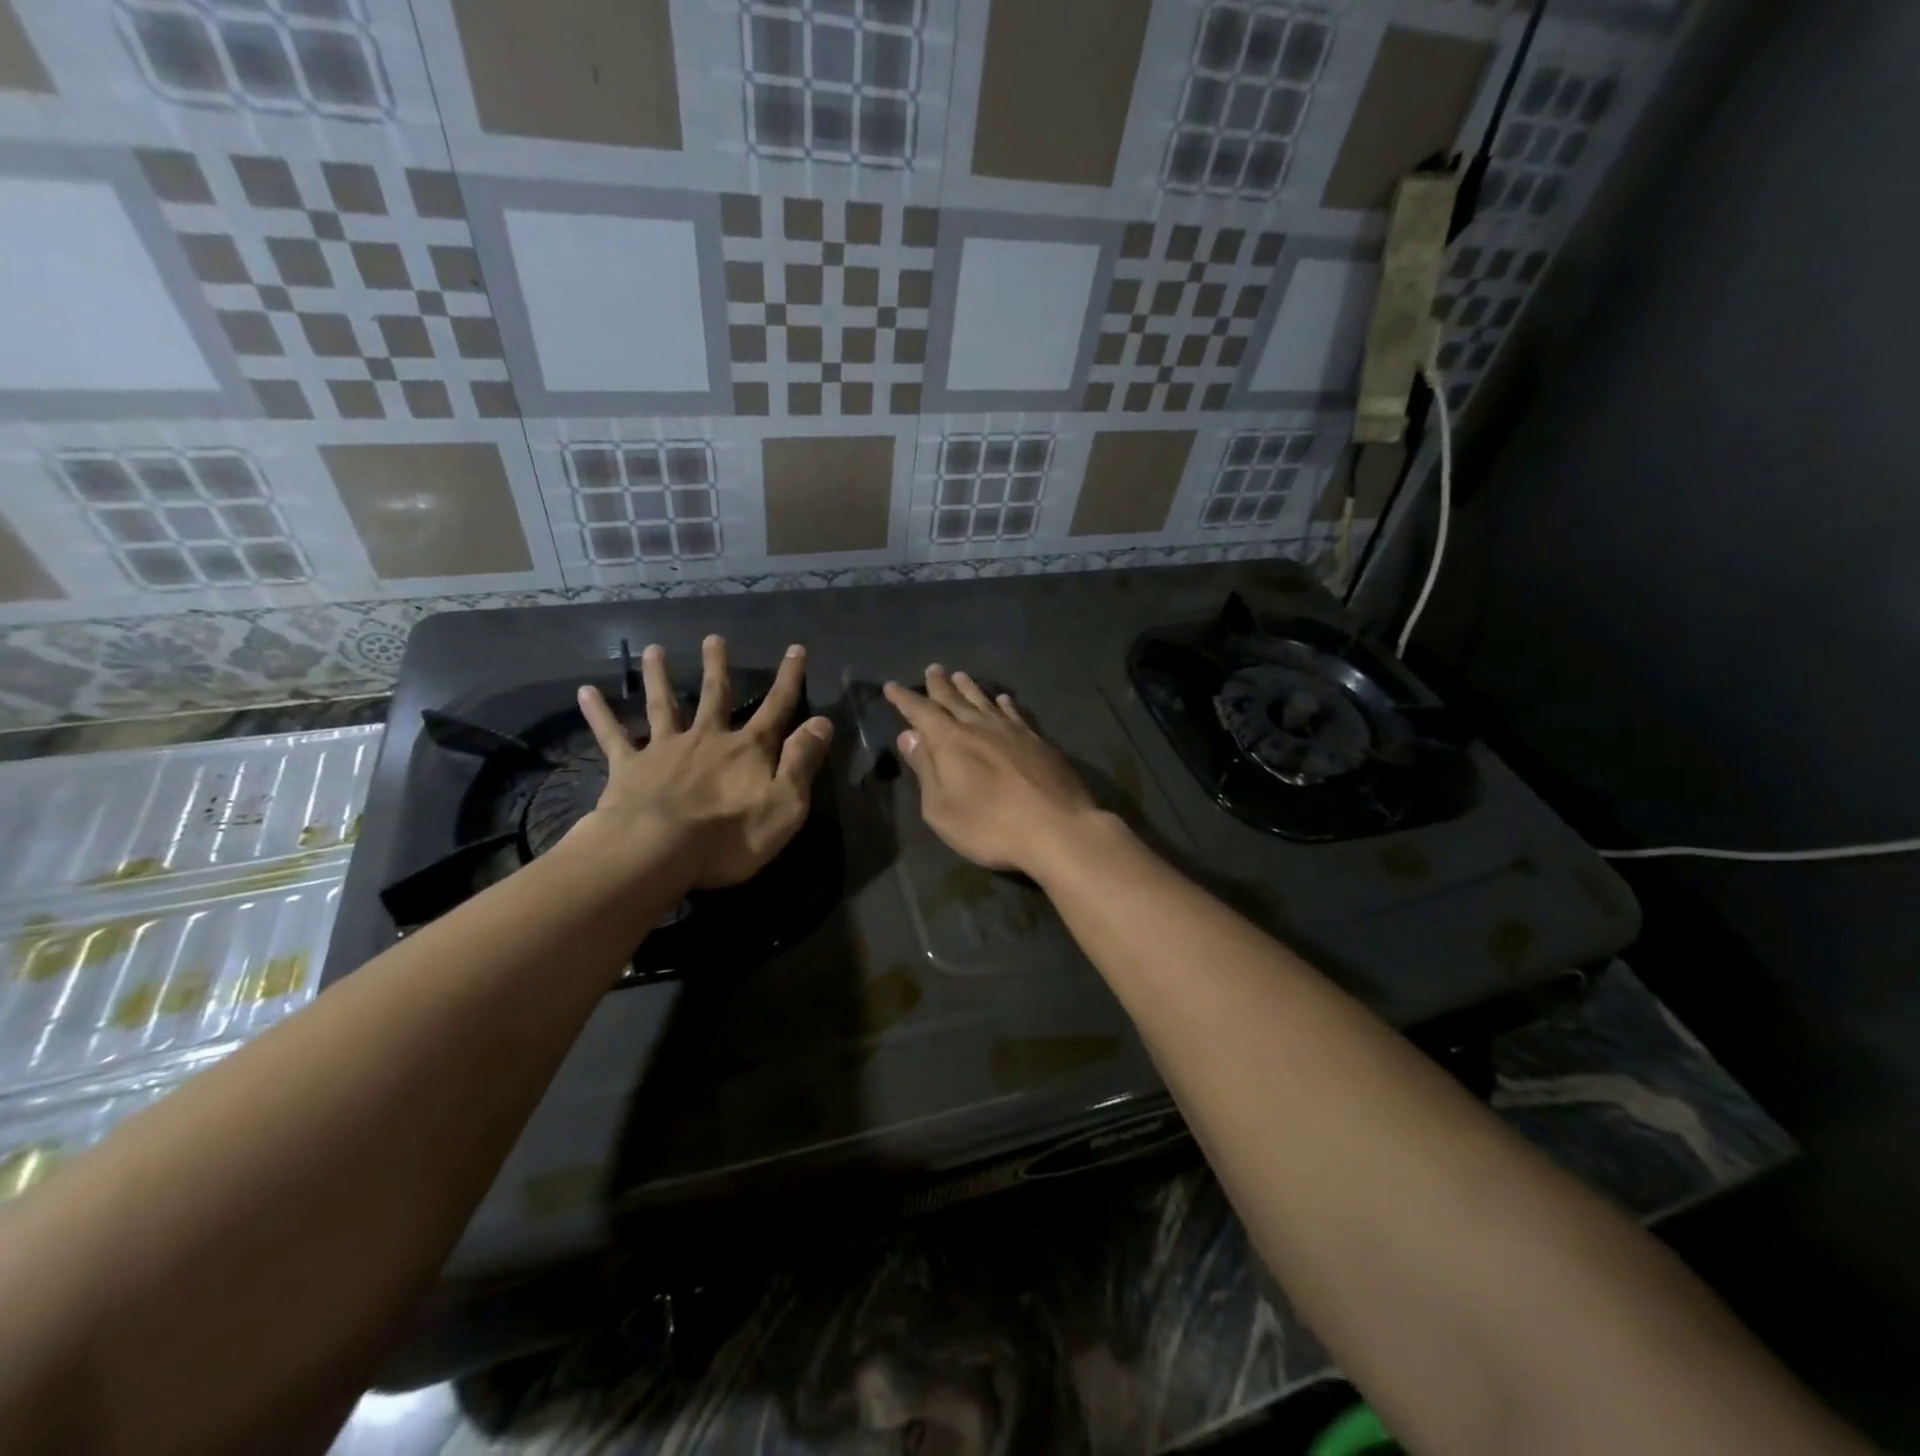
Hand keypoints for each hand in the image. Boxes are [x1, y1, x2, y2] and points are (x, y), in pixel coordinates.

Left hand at [576, 636, 833, 887]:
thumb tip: (822, 721)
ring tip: (655, 651)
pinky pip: (612, 736)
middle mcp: (707, 739)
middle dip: (718, 667)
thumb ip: (802, 761)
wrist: (657, 852)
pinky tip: (586, 693)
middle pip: (715, 696)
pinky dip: (600, 714)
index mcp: (748, 750)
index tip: (795, 649)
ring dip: (660, 677)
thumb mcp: (785, 804)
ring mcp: (665, 750)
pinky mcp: (629, 768)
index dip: (789, 679)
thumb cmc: (729, 836)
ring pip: (664, 705)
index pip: (776, 707)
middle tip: (714, 638)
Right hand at [884, 666, 1103, 876]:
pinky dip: (1005, 704)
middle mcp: (980, 727)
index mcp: (951, 741)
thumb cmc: (989, 826)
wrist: (1057, 828)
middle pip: (954, 699)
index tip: (891, 686)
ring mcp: (1013, 731)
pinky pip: (1015, 713)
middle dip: (939, 685)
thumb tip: (909, 735)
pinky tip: (1003, 699)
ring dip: (970, 688)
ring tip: (960, 675)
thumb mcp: (942, 807)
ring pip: (985, 701)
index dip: (905, 699)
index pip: (921, 712)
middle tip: (932, 669)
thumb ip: (925, 769)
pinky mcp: (1038, 742)